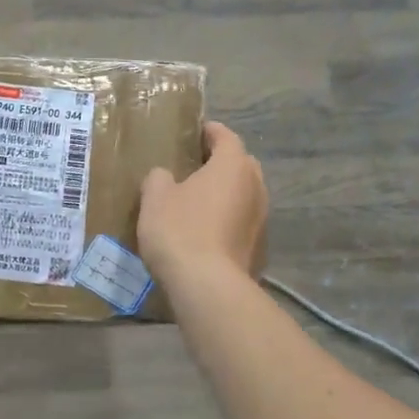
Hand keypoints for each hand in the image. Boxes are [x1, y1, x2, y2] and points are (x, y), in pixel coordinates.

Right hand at [137, 121, 266, 283]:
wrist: (208, 286)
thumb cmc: (180, 230)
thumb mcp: (155, 197)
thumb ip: (159, 178)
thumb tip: (166, 177)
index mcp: (233, 165)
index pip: (226, 137)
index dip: (210, 132)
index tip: (195, 132)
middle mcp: (256, 187)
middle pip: (241, 164)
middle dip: (222, 162)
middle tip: (195, 167)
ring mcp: (263, 219)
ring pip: (245, 195)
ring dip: (227, 194)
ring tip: (200, 201)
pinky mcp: (261, 248)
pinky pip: (243, 223)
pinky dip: (229, 221)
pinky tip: (208, 233)